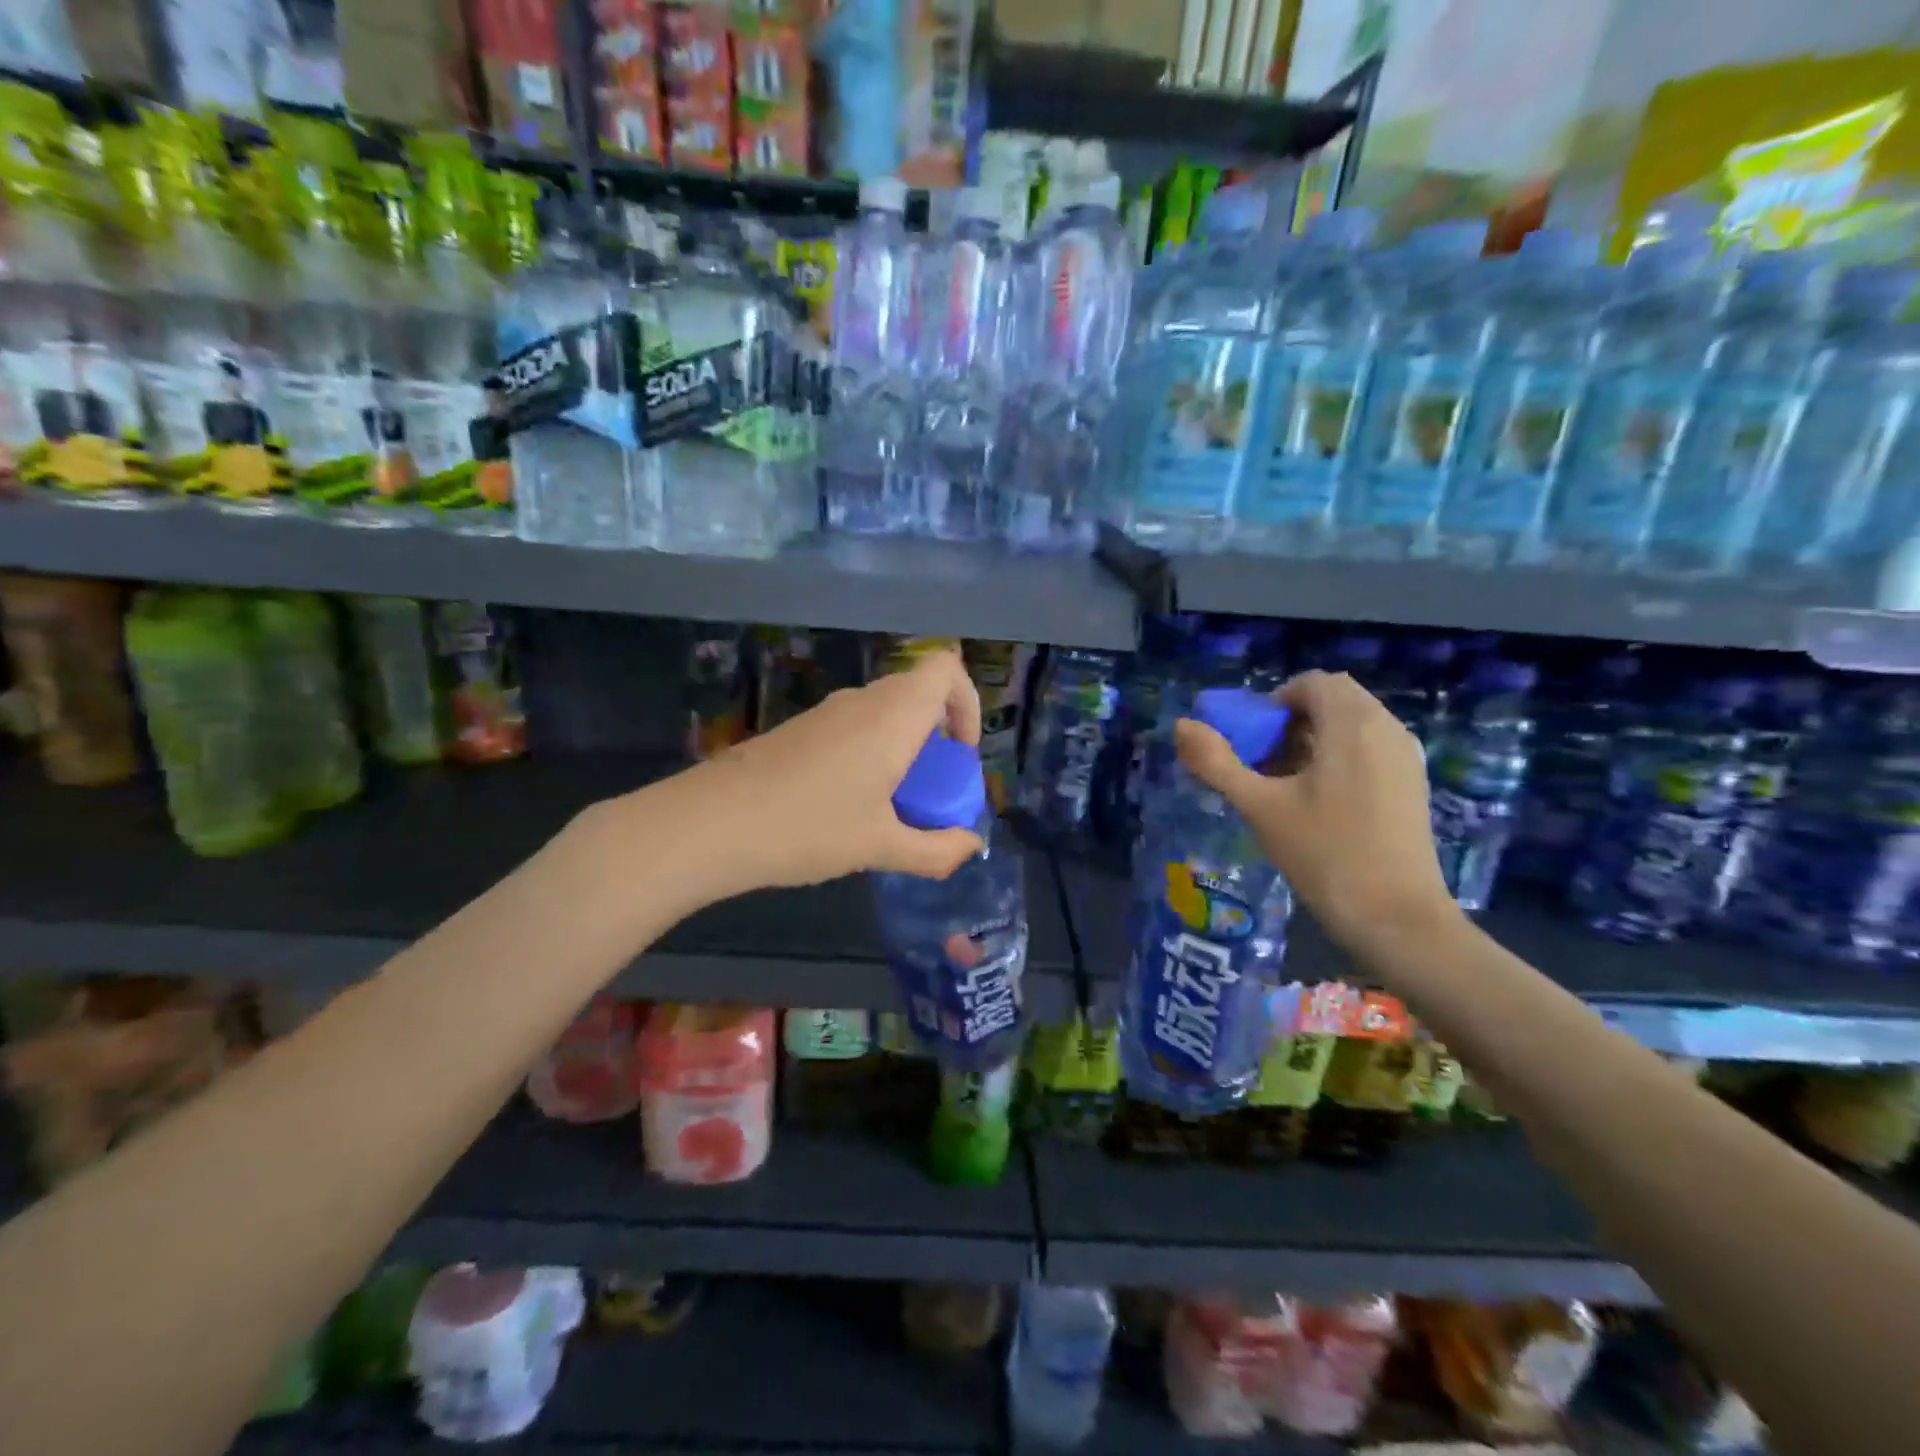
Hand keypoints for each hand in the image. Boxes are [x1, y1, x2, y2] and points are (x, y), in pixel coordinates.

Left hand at [660, 648, 986, 895]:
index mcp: (893, 716)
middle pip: (918, 693)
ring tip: (892, 806)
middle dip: (938, 736)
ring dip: (903, 749)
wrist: (709, 824)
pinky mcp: (799, 730)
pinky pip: (854, 728)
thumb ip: (936, 849)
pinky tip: (848, 806)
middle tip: (932, 789)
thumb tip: (973, 846)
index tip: (960, 755)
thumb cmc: (807, 828)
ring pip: (884, 713)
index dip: (967, 702)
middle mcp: (862, 702)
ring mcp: (826, 713)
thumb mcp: (880, 847)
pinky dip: (870, 754)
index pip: (945, 669)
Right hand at [1174, 670, 1458, 950]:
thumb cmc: (1324, 854)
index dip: (1274, 702)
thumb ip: (1217, 762)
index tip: (1253, 740)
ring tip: (1285, 786)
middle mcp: (1387, 729)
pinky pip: (1370, 749)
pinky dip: (1338, 758)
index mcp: (1353, 724)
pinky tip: (1318, 803)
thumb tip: (1181, 725)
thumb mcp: (1260, 807)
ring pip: (1352, 726)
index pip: (1313, 683)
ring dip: (1314, 740)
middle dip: (1292, 722)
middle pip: (1334, 701)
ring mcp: (1406, 758)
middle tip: (1264, 763)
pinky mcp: (1412, 785)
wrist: (1396, 918)